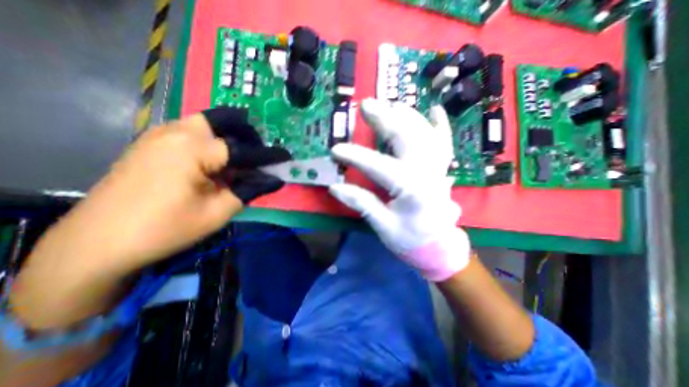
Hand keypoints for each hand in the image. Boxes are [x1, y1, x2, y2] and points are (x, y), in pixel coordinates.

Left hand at [22, 105, 287, 276]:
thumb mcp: (218, 211)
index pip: (244, 149)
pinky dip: (211, 140)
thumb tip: (275, 179)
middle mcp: (177, 132)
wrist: (99, 242)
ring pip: (207, 122)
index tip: (287, 156)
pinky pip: (191, 131)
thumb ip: (250, 190)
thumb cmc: (166, 229)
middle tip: (257, 156)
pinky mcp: (152, 142)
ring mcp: (160, 134)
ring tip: (238, 159)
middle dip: (247, 135)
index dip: (269, 155)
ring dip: (229, 136)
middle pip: (225, 120)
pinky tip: (213, 162)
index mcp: (194, 149)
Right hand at [330, 100, 471, 281]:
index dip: (355, 156)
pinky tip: (435, 110)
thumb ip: (362, 203)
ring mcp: (437, 168)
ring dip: (406, 116)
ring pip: (424, 133)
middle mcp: (427, 172)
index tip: (335, 149)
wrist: (439, 246)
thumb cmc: (410, 239)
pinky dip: (440, 125)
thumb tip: (335, 187)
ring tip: (389, 104)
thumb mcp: (383, 226)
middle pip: (406, 138)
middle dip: (384, 120)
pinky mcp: (441, 169)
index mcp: (411, 188)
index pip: (379, 166)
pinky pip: (444, 142)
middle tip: (366, 106)